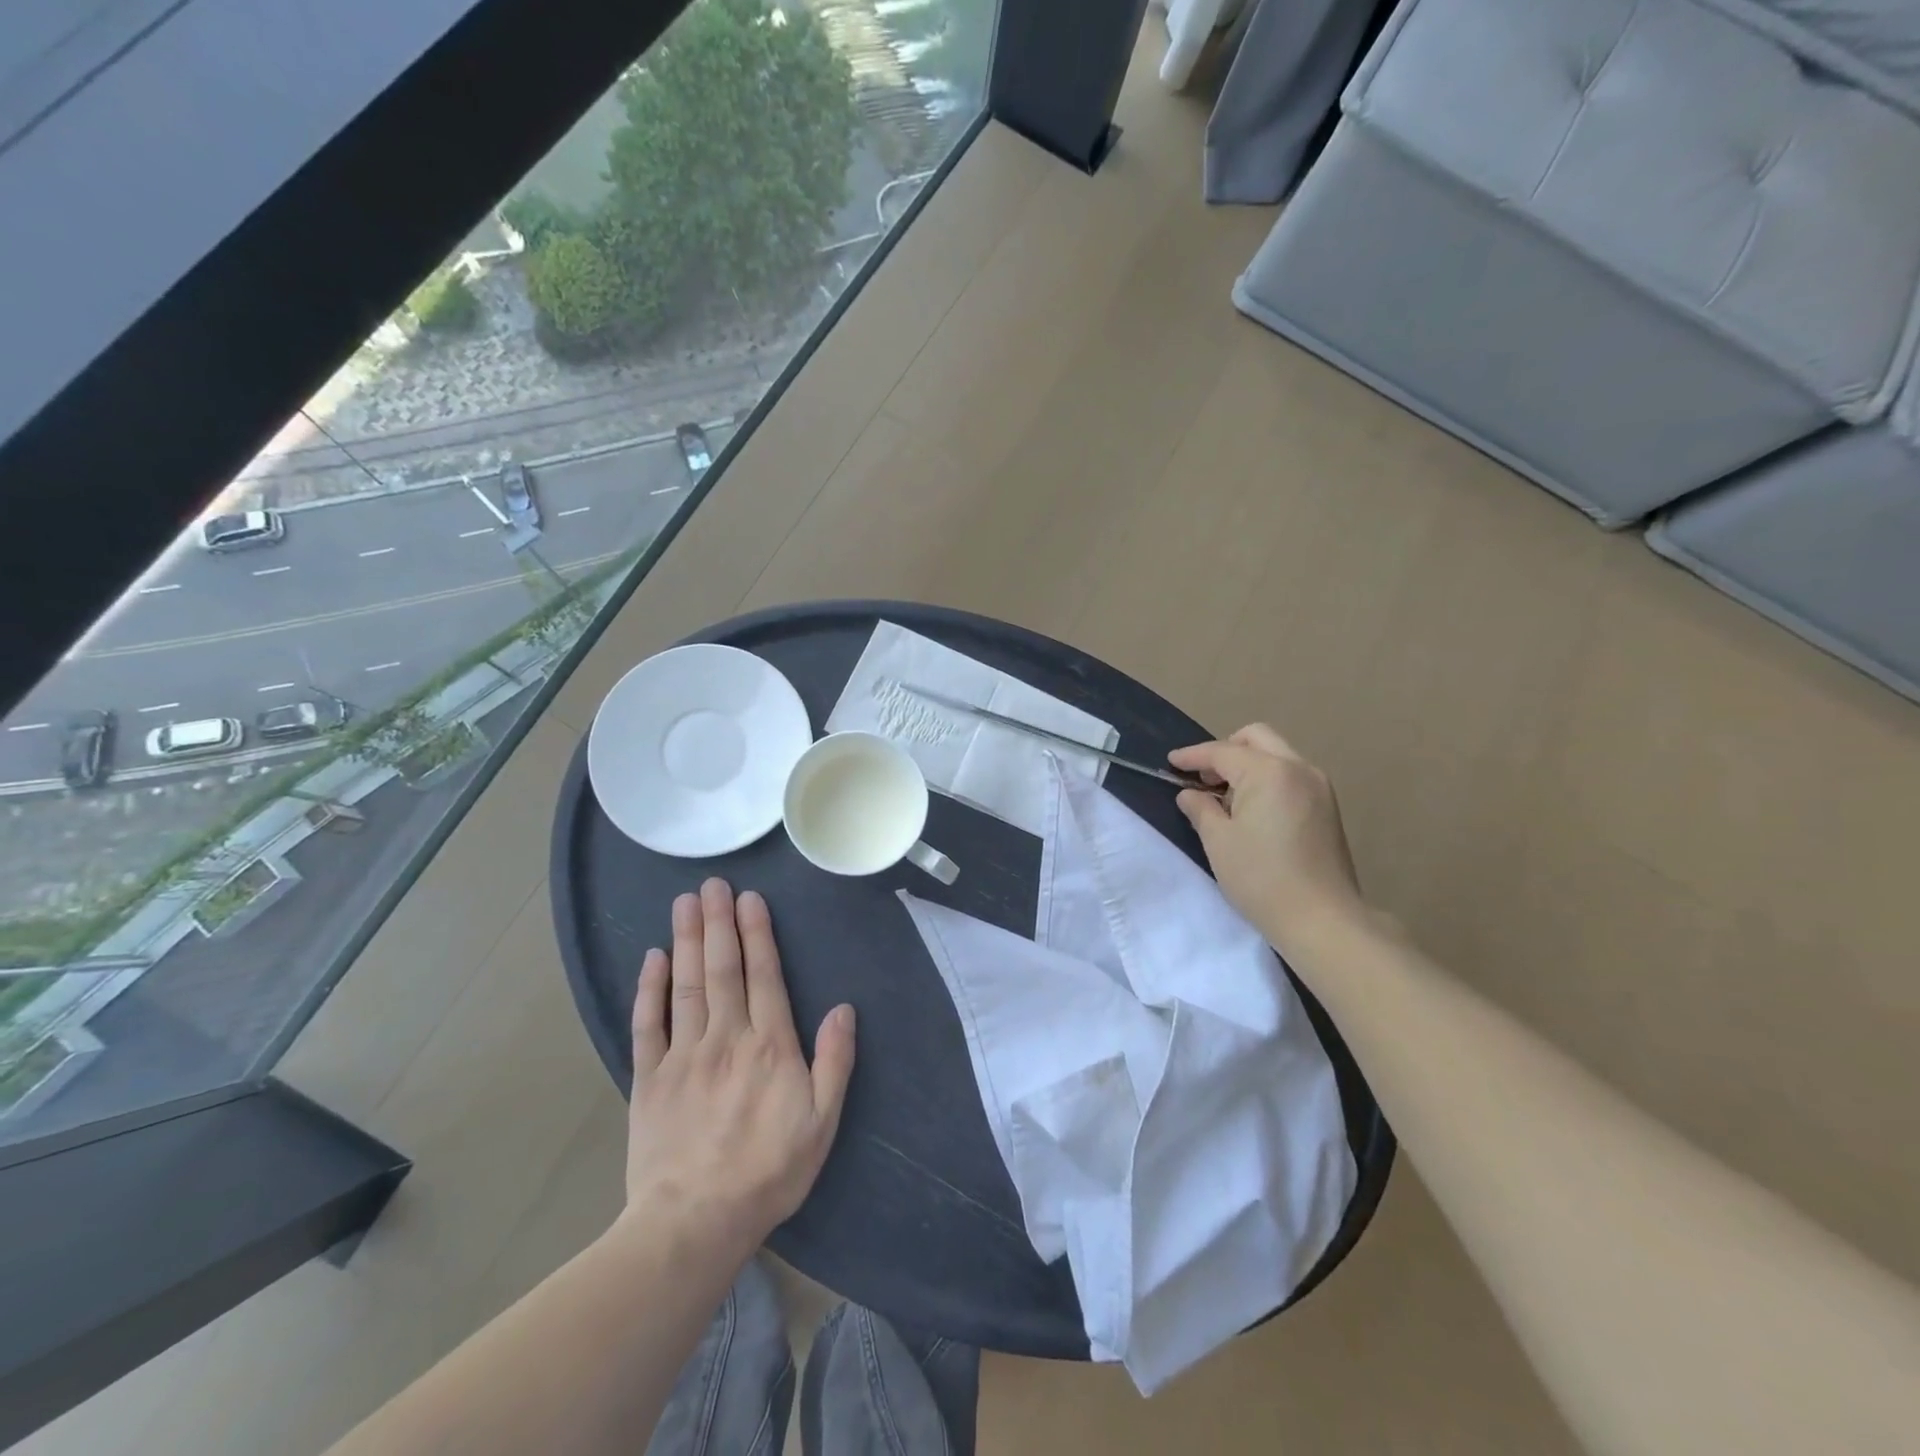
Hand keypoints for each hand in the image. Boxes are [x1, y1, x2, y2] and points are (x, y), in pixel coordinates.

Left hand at [620, 879, 855, 1257]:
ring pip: (687, 985)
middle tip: (712, 883)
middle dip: (718, 922)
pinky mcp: (649, 1078)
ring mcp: (683, 1055)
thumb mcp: (822, 1122)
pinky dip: (650, 988)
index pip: (764, 975)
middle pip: (723, 969)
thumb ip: (834, 1062)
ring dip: (687, 940)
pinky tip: (653, 958)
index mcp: (769, 1045)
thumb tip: (844, 1008)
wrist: (694, 1222)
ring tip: (685, 902)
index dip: (757, 933)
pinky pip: (648, 1024)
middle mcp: (726, 1037)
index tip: (749, 898)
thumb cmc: (768, 1171)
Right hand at [1169, 724, 1366, 954]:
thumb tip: (1191, 794)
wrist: (1322, 919)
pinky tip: (1252, 809)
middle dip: (1225, 750)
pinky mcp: (1327, 806)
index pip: (1222, 751)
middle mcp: (1298, 768)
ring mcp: (1319, 786)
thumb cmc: (1261, 878)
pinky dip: (1267, 779)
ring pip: (1276, 754)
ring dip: (1248, 764)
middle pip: (1256, 738)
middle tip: (1203, 778)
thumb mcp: (1218, 842)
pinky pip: (1291, 775)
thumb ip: (1200, 809)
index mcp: (1269, 771)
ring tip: (1225, 797)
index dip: (1193, 756)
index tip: (1170, 762)